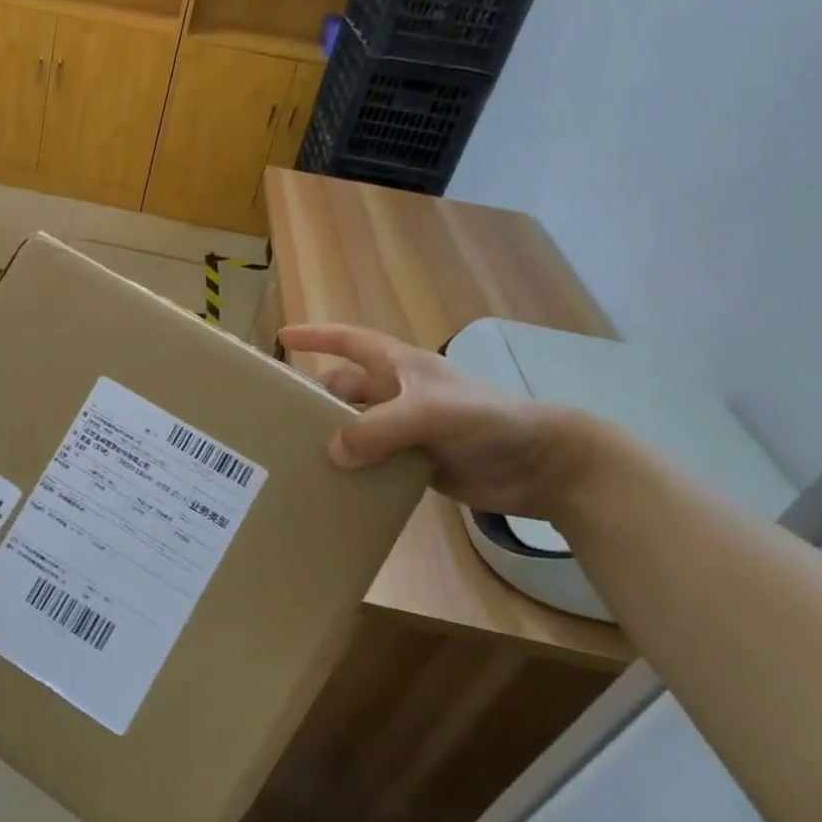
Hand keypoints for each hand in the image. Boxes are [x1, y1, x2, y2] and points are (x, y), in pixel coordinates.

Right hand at [280, 324, 590, 519]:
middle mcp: (398, 393)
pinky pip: (372, 463)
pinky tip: (332, 484)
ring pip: (356, 428)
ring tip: (295, 455)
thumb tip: (331, 452)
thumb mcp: (429, 414)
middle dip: (314, 398)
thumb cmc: (487, 420)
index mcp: (400, 367)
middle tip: (277, 416)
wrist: (544, 465)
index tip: (281, 336)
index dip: (317, 336)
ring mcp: (407, 430)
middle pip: (344, 389)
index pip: (350, 341)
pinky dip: (353, 471)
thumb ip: (378, 429)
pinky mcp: (415, 463)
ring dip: (332, 438)